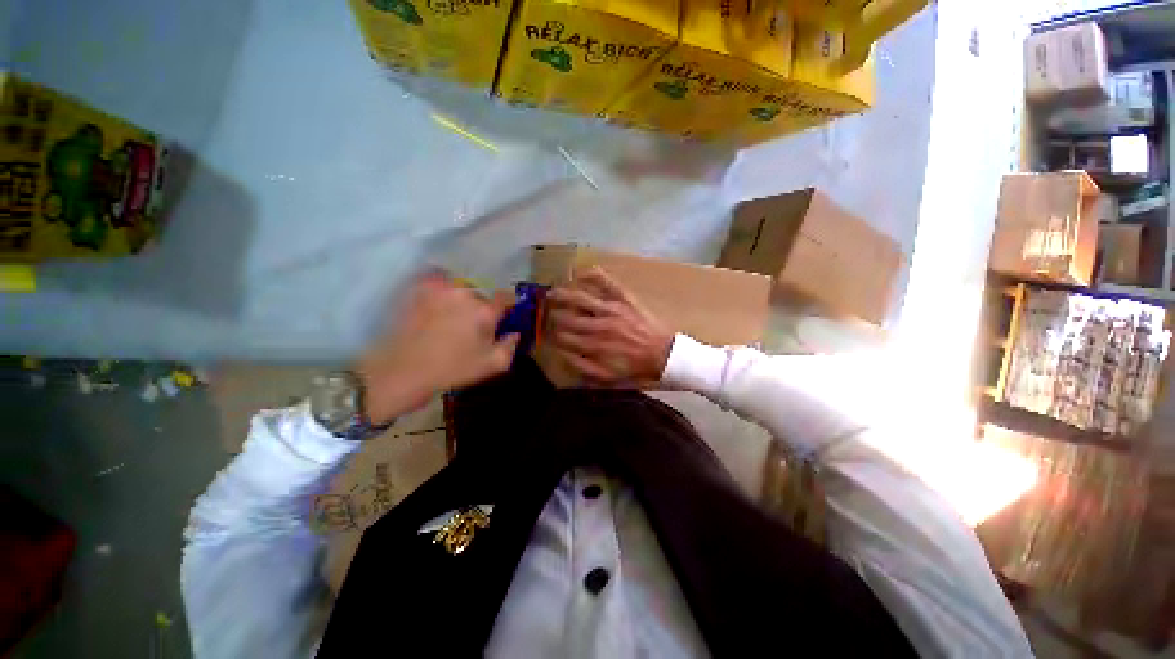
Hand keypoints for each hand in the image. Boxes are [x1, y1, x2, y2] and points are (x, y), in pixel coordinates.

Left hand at [356, 274, 518, 422]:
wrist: (402, 372)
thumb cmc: (452, 370)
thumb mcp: (491, 366)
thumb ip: (511, 346)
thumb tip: (515, 332)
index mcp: (485, 311)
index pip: (507, 297)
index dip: (509, 306)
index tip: (505, 316)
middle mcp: (464, 293)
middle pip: (482, 295)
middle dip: (482, 308)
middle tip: (474, 326)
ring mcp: (439, 288)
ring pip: (461, 289)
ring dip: (462, 300)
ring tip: (452, 318)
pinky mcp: (419, 289)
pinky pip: (437, 281)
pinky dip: (441, 288)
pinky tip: (437, 305)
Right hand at [546, 267, 673, 386]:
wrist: (664, 354)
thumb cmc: (635, 367)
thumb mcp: (607, 377)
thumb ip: (582, 366)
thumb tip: (562, 353)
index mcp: (594, 345)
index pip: (562, 337)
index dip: (551, 335)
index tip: (547, 334)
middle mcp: (598, 325)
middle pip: (567, 317)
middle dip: (552, 316)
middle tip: (545, 314)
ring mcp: (611, 309)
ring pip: (579, 298)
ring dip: (561, 295)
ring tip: (551, 293)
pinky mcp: (624, 299)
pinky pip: (606, 282)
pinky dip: (593, 275)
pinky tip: (581, 273)